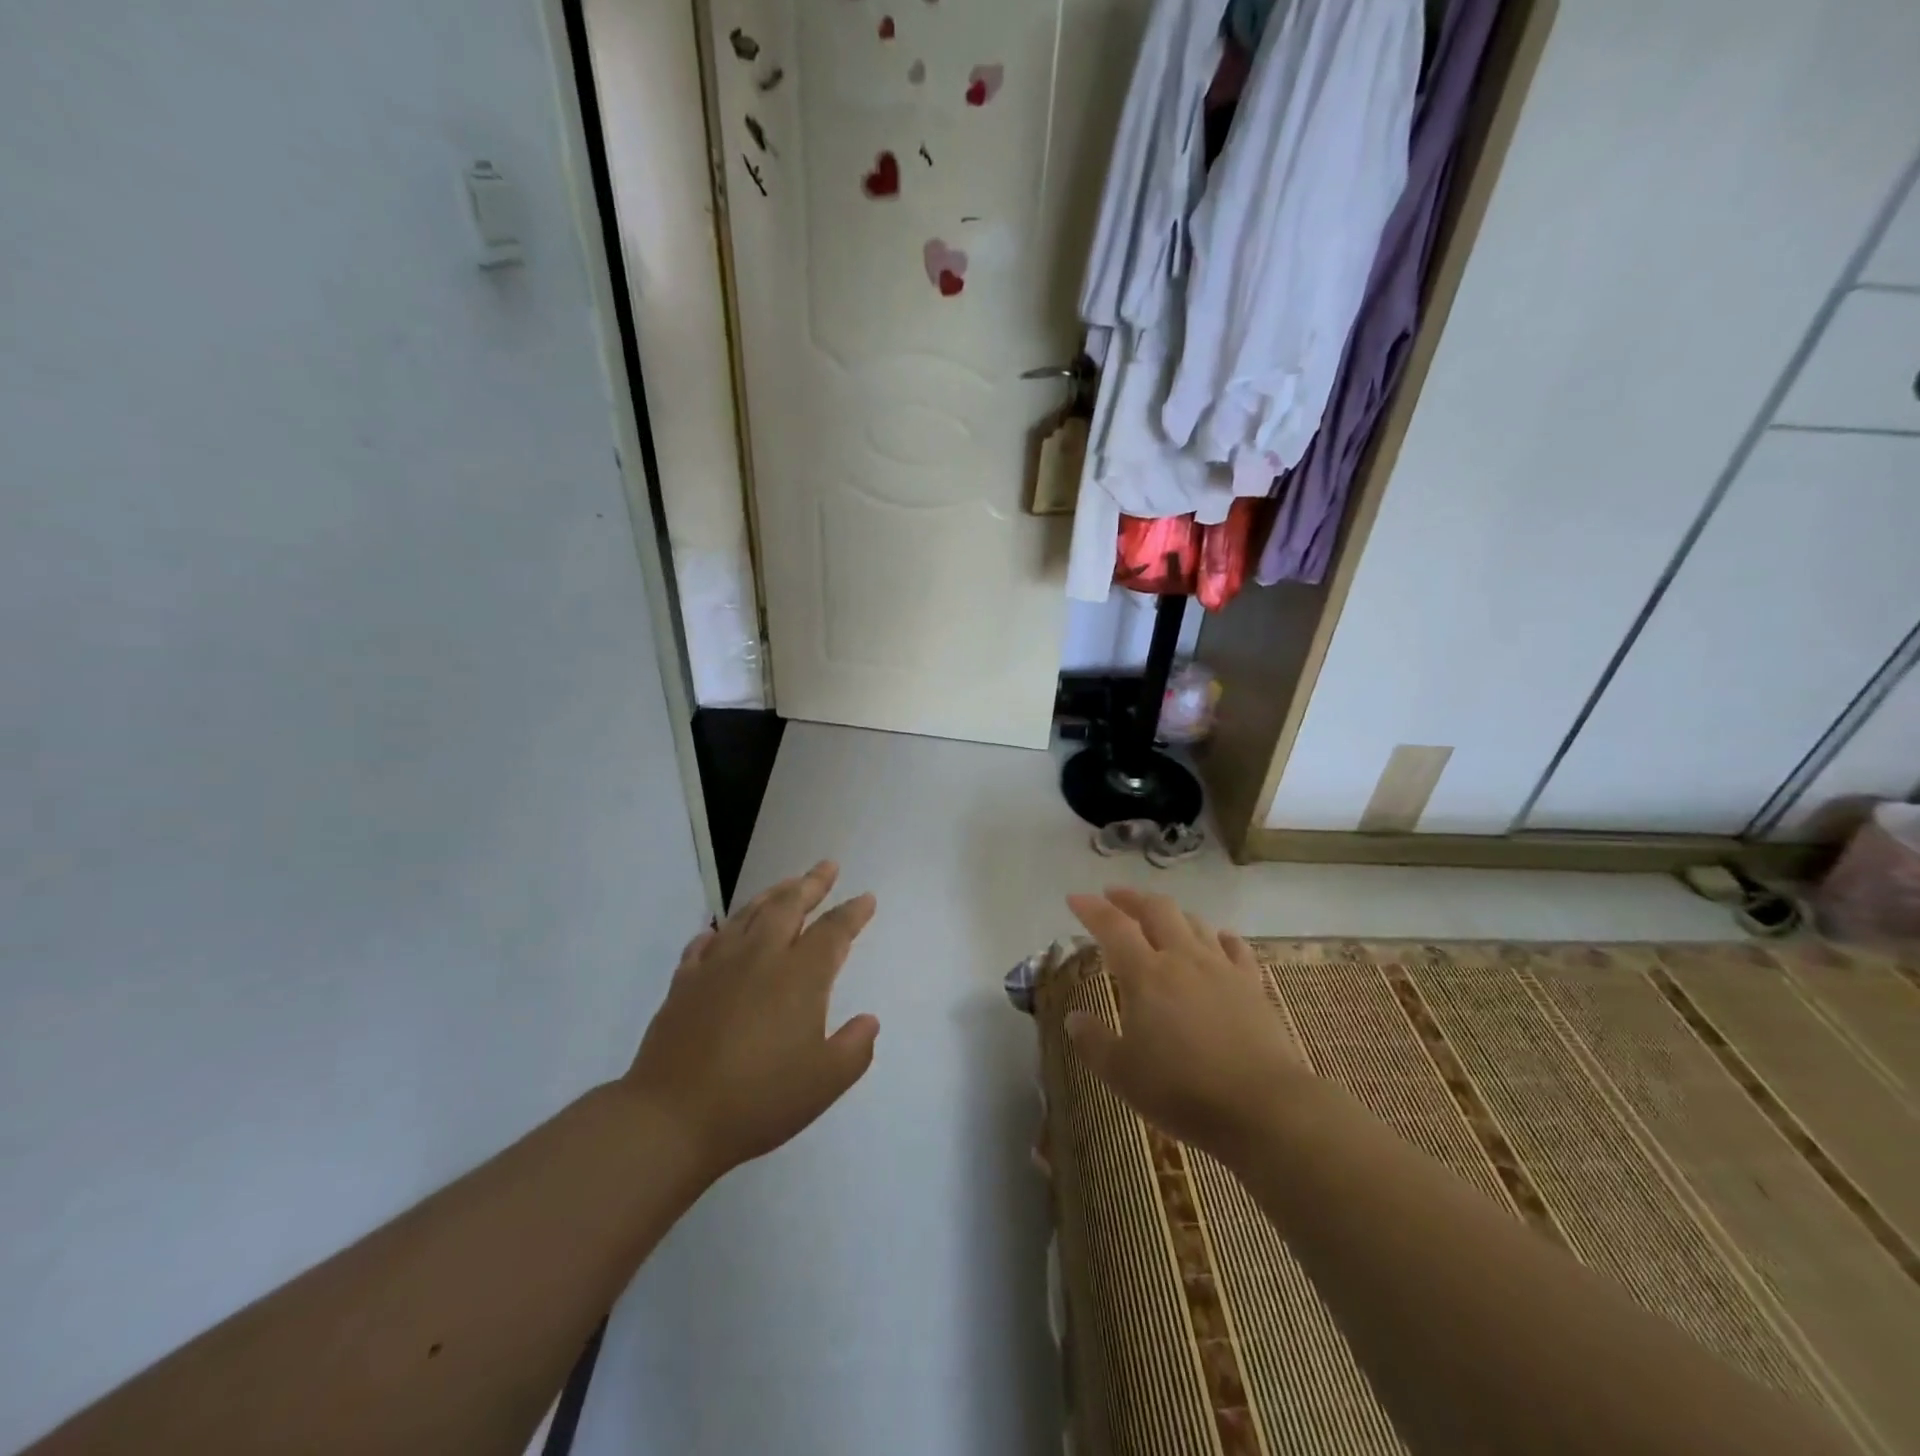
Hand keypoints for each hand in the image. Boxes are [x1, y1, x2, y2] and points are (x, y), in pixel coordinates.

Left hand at [623, 861, 879, 1178]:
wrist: (672, 1118)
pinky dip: (719, 931)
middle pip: (789, 906)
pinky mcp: (684, 983)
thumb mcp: (824, 1083)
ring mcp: (717, 966)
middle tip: (827, 866)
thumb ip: (855, 1048)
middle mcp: (760, 957)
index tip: (866, 898)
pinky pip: (705, 943)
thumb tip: (869, 1021)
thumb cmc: (758, 1101)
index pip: (833, 931)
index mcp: (799, 977)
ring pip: (748, 915)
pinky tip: (721, 932)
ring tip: (786, 884)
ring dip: (772, 895)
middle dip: (811, 884)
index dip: (853, 913)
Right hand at [1064, 888, 1305, 1159]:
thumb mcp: (1122, 1074)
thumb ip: (1094, 1042)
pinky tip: (1219, 939)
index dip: (1092, 909)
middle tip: (1114, 896)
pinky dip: (1221, 937)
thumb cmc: (1183, 1091)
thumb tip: (1074, 1018)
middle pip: (1156, 910)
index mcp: (1146, 974)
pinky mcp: (1252, 985)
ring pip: (1194, 922)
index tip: (1075, 897)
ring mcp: (1221, 968)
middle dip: (1132, 898)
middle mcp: (1182, 958)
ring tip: (1159, 918)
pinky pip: (1235, 948)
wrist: (1263, 1107)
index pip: (1113, 927)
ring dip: (1172, 914)